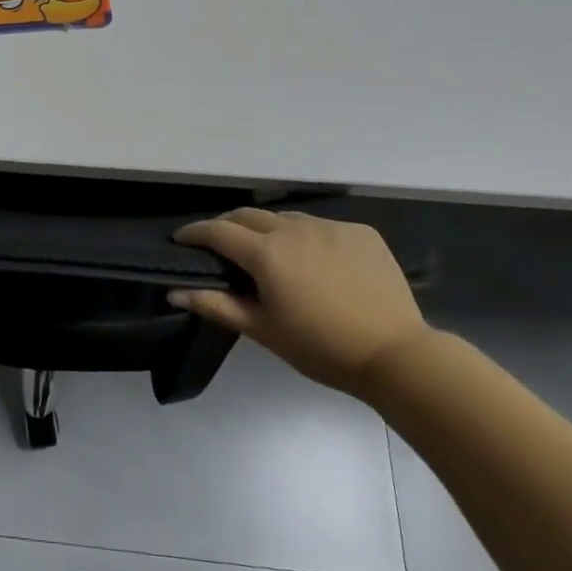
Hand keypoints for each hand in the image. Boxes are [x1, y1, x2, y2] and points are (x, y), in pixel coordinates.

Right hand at [170, 208, 428, 398]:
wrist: (397, 354)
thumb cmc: (322, 348)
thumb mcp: (264, 331)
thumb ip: (217, 306)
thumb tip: (174, 292)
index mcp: (266, 253)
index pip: (218, 231)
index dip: (195, 232)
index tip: (182, 239)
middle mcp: (294, 228)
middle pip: (248, 216)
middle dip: (228, 226)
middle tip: (221, 246)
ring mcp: (329, 226)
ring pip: (286, 218)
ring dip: (269, 230)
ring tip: (271, 254)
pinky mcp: (359, 232)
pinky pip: (322, 227)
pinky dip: (308, 238)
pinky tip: (317, 262)